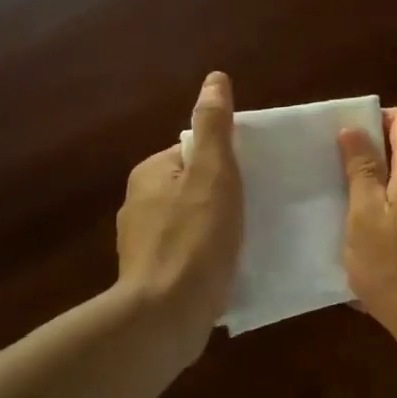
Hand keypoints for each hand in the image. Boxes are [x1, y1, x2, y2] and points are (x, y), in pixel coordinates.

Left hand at [115, 72, 242, 345]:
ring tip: (248, 239)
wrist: (164, 318)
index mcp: (151, 173)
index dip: (228, 162)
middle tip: (257, 208)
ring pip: (192, 220)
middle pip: (194, 186)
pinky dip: (208, 256)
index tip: (253, 178)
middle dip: (223, 195)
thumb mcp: (213, 173)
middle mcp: (139, 203)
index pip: (196, 152)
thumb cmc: (194, 238)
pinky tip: (228, 269)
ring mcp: (142, 244)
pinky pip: (188, 253)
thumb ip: (214, 126)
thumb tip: (215, 78)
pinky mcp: (152, 277)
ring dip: (217, 227)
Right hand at [338, 107, 396, 366]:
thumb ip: (361, 170)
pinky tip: (373, 243)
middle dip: (373, 157)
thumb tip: (354, 129)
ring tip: (348, 212)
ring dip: (381, 188)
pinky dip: (395, 212)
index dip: (375, 120)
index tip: (345, 143)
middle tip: (337, 177)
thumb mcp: (365, 217)